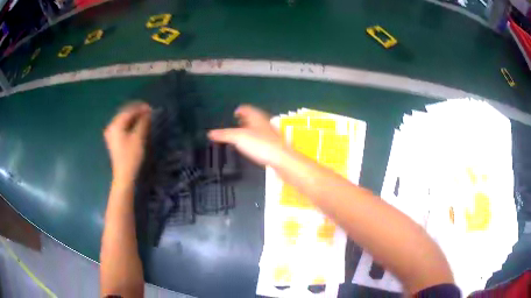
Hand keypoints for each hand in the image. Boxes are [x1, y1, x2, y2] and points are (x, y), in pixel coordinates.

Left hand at [104, 102, 150, 185]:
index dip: (141, 108)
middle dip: (137, 111)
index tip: (152, 109)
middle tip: (149, 113)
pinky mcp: (113, 140)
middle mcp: (111, 126)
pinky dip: (130, 124)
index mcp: (115, 124)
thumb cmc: (131, 156)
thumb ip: (143, 122)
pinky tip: (137, 125)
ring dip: (134, 117)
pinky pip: (122, 126)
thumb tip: (147, 112)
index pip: (129, 111)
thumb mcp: (139, 138)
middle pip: (125, 113)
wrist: (124, 176)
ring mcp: (111, 133)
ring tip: (145, 118)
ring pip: (123, 120)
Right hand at [208, 105, 289, 166]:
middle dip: (244, 119)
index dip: (240, 109)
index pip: (246, 108)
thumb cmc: (260, 145)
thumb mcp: (238, 138)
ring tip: (241, 134)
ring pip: (258, 128)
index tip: (234, 112)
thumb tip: (210, 133)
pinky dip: (254, 139)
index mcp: (256, 117)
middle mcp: (263, 123)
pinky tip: (251, 146)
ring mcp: (270, 134)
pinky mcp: (273, 145)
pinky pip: (261, 138)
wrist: (281, 159)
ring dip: (249, 129)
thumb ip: (224, 135)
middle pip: (253, 117)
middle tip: (236, 122)